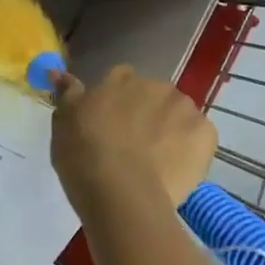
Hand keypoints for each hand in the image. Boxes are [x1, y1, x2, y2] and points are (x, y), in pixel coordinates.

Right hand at [51, 66, 215, 220]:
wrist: (121, 192)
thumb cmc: (83, 155)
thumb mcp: (63, 122)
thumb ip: (67, 94)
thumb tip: (59, 72)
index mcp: (119, 80)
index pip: (120, 79)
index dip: (117, 101)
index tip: (111, 123)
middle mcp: (153, 85)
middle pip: (153, 95)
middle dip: (146, 114)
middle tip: (132, 146)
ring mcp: (183, 108)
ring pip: (178, 115)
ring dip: (170, 129)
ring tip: (156, 163)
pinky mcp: (206, 133)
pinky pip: (200, 138)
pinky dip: (191, 150)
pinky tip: (176, 170)